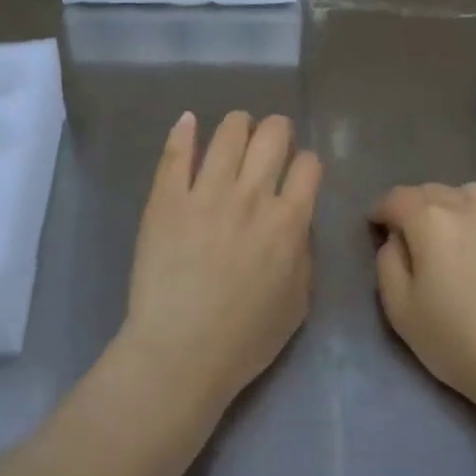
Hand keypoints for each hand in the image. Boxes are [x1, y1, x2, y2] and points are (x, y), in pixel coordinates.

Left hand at [118, 111, 321, 413]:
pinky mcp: (167, 199)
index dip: (306, 163)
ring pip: (229, 134)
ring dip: (239, 124)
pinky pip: (176, 153)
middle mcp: (252, 196)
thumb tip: (296, 223)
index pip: (308, 165)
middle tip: (271, 137)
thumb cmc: (245, 339)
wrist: (180, 354)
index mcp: (289, 221)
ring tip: (237, 127)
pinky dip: (184, 131)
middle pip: (272, 136)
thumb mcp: (298, 302)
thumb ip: (303, 253)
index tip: (299, 170)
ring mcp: (206, 194)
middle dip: (277, 130)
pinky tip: (188, 122)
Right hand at [371, 183, 475, 414]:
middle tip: (413, 234)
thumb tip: (397, 239)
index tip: (377, 227)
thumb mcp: (400, 310)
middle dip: (416, 206)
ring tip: (455, 232)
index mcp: (431, 220)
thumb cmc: (458, 342)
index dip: (382, 209)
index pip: (397, 197)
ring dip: (456, 205)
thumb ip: (388, 262)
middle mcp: (471, 206)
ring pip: (474, 194)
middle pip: (434, 191)